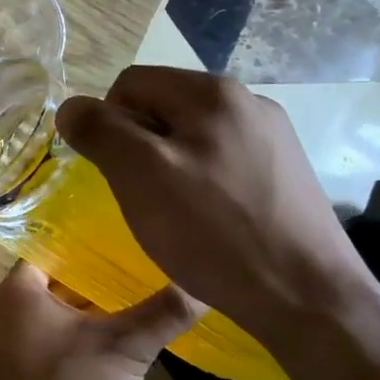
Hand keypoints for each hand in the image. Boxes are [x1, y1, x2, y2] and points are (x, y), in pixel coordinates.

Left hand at [0, 261, 201, 379]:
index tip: (121, 248)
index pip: (51, 252)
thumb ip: (162, 314)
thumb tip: (201, 286)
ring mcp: (1, 346)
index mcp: (16, 291)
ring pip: (47, 317)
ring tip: (125, 310)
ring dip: (80, 316)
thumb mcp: (124, 347)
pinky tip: (104, 352)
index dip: (85, 249)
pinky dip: (69, 342)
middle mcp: (0, 311)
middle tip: (132, 277)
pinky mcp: (10, 376)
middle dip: (89, 284)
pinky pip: (42, 344)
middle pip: (50, 285)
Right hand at [56, 67, 377, 338]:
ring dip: (168, 165)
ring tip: (175, 213)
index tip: (116, 172)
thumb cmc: (214, 231)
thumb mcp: (140, 176)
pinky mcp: (285, 171)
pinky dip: (202, 182)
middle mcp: (247, 100)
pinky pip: (221, 160)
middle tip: (142, 195)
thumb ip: (100, 132)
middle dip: (139, 145)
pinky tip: (210, 221)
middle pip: (162, 106)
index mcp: (211, 91)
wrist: (308, 296)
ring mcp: (272, 135)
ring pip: (191, 135)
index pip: (130, 83)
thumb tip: (70, 107)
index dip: (108, 123)